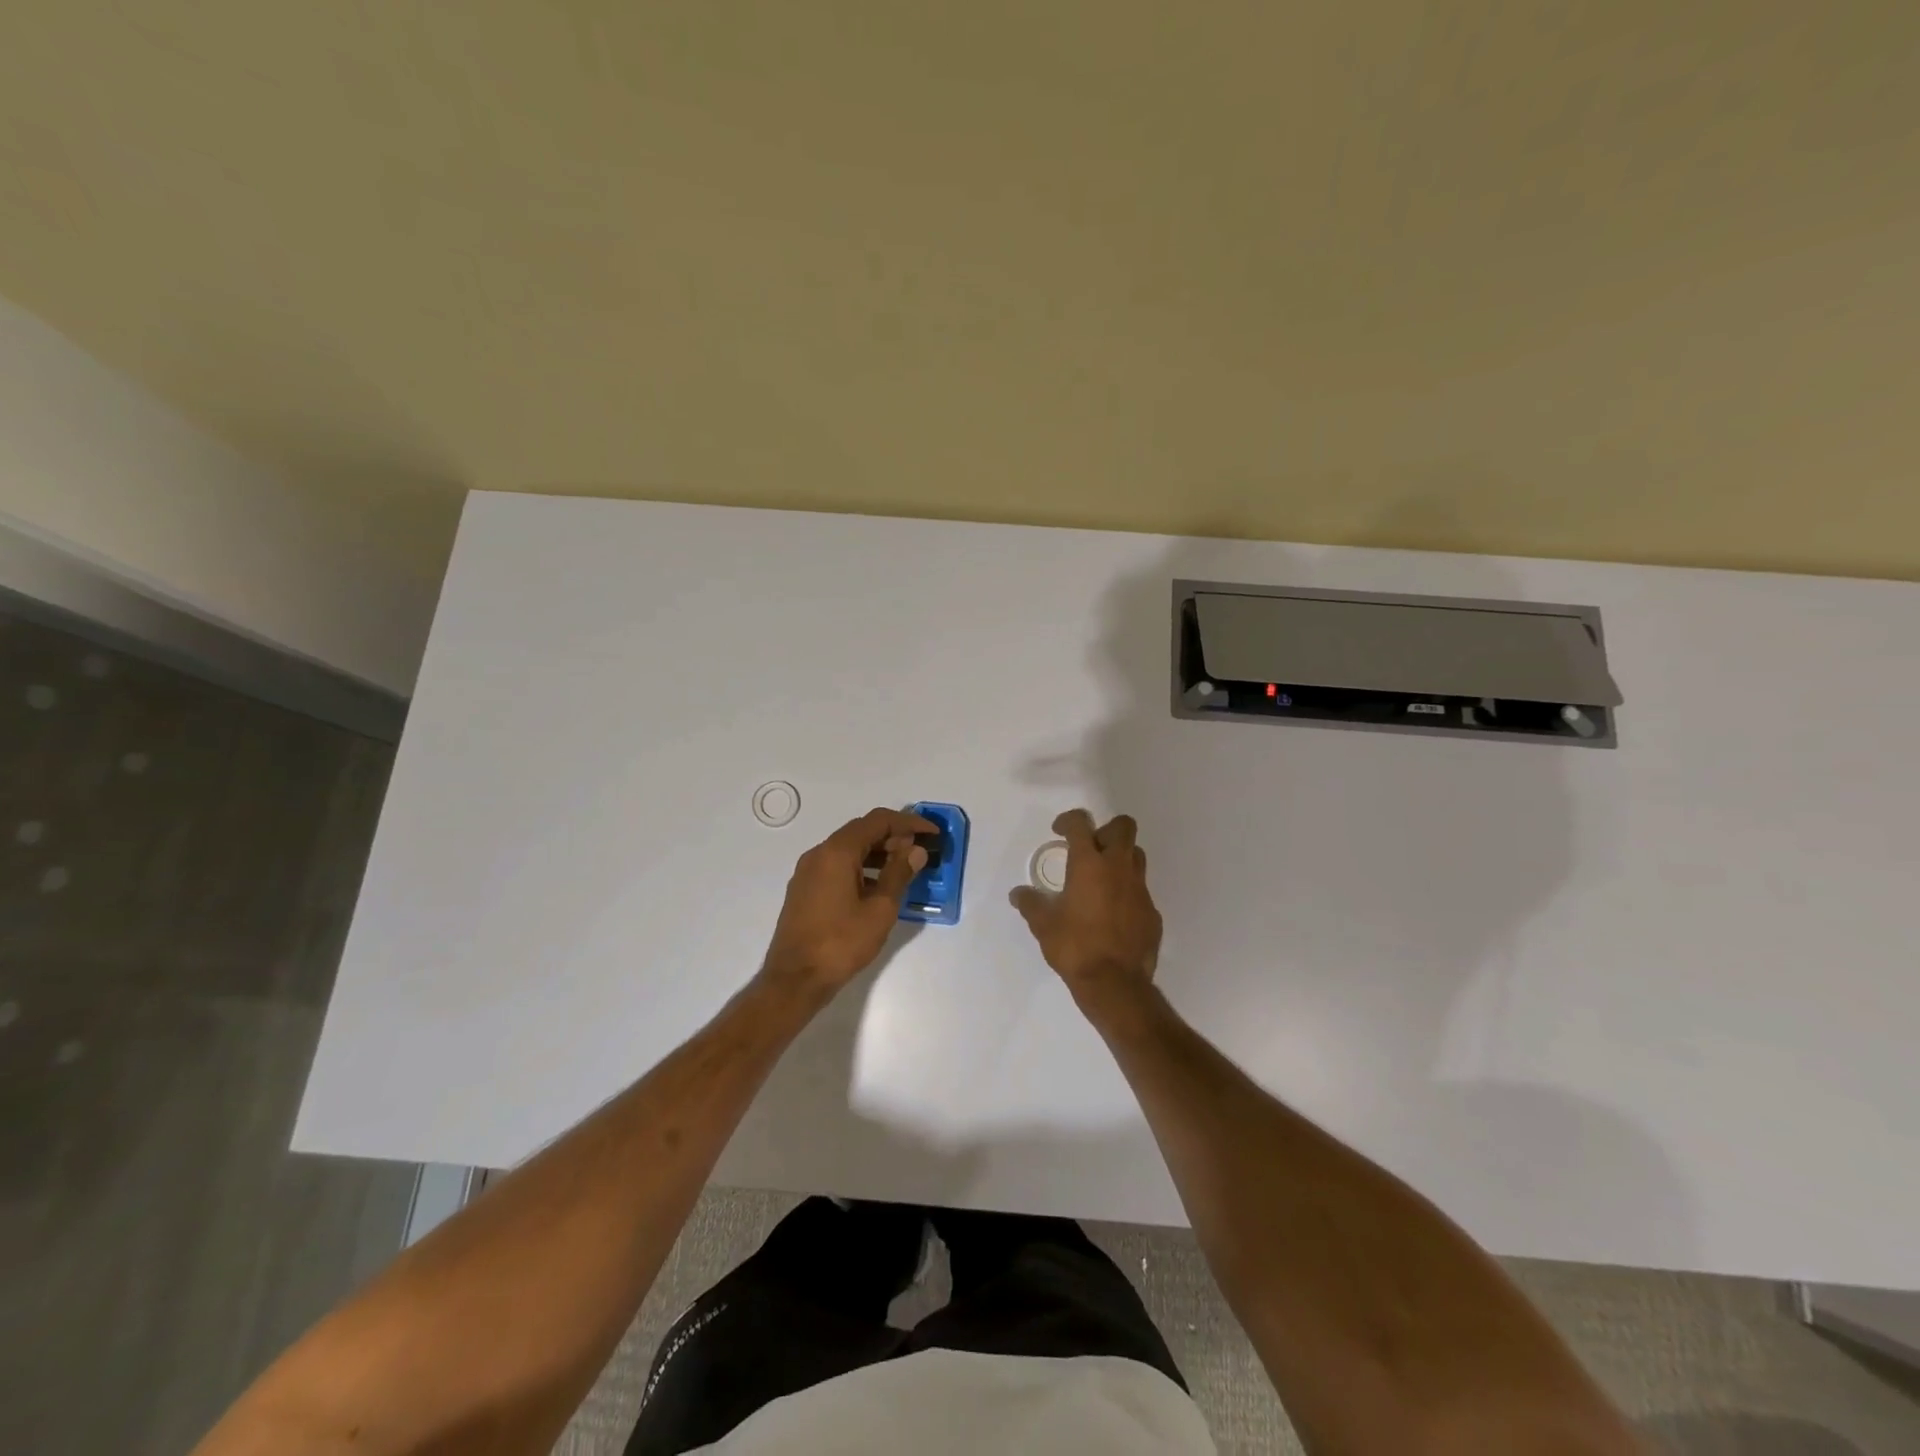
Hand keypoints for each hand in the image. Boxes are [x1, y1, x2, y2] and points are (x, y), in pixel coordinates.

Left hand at [762, 807, 933, 993]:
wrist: (794, 980)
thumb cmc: (841, 943)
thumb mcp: (880, 909)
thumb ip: (899, 874)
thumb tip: (915, 850)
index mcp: (837, 852)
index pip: (878, 821)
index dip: (908, 823)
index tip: (932, 834)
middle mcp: (819, 853)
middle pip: (861, 831)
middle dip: (893, 836)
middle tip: (920, 851)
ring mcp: (808, 871)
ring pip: (848, 848)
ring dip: (877, 852)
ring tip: (903, 868)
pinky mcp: (804, 889)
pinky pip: (836, 865)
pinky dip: (860, 866)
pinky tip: (877, 886)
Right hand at [1010, 809, 1161, 1010]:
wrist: (1115, 984)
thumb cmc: (1074, 947)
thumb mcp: (1043, 925)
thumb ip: (1030, 903)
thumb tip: (1018, 894)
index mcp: (1089, 864)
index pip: (1080, 823)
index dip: (1068, 820)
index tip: (1059, 831)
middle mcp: (1118, 868)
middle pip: (1123, 827)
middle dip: (1105, 830)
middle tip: (1088, 850)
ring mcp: (1140, 889)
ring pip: (1136, 855)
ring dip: (1120, 858)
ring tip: (1101, 879)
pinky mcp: (1152, 912)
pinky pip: (1140, 890)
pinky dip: (1127, 892)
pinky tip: (1113, 913)